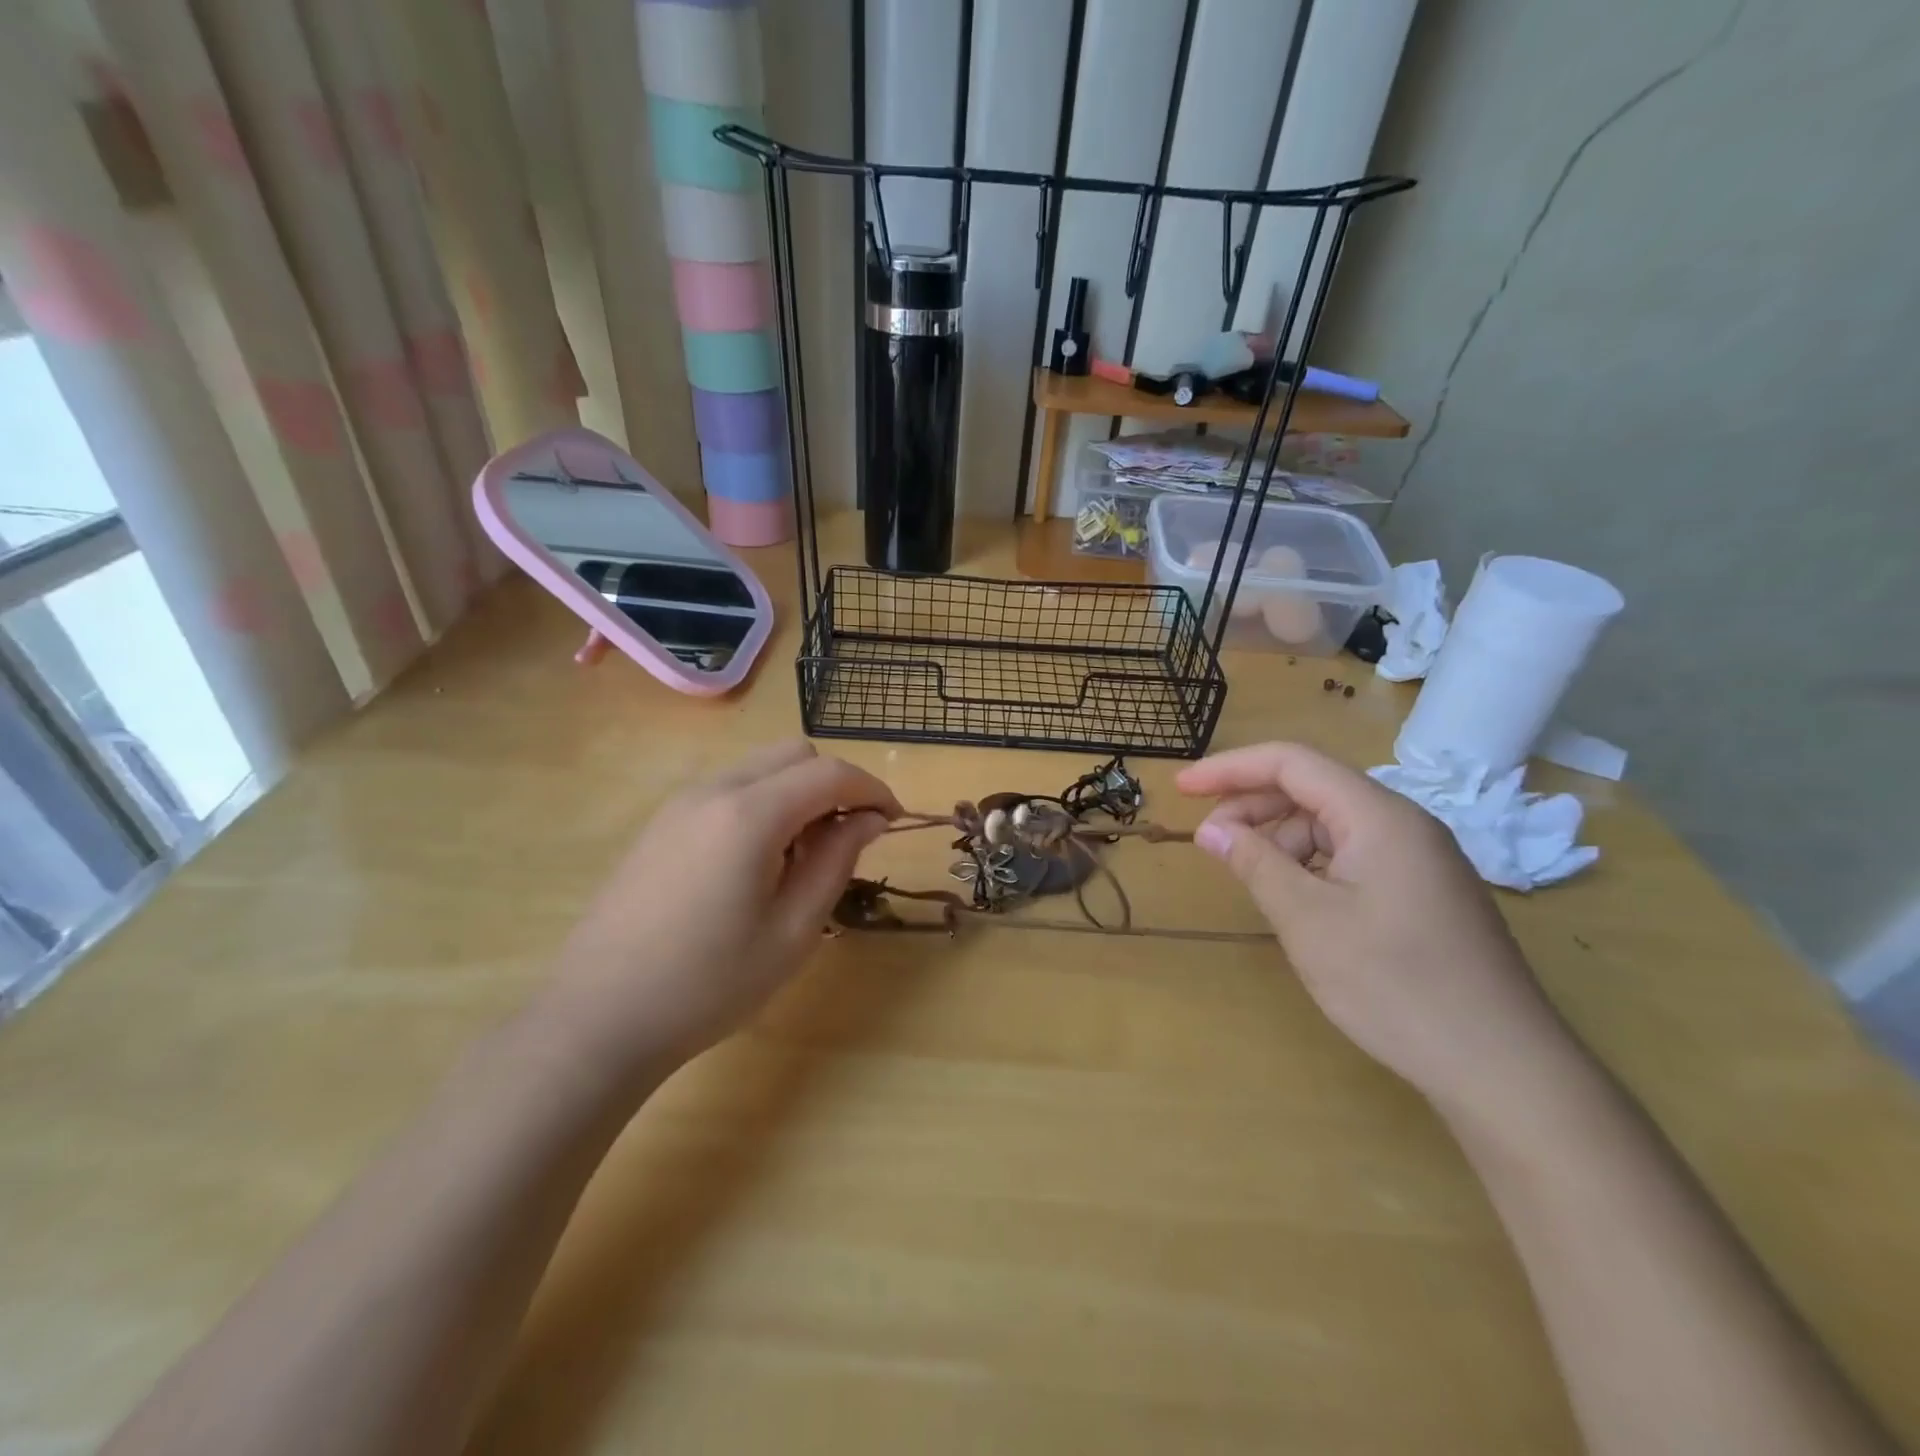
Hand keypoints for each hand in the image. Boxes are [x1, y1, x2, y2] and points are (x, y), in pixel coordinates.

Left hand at [545, 740, 899, 1074]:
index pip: (830, 772)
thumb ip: (837, 861)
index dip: (872, 789)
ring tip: (802, 855)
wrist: (598, 1018)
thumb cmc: (709, 984)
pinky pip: (729, 789)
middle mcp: (713, 790)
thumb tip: (868, 819)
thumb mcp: (793, 930)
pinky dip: (762, 803)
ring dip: (797, 792)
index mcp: (749, 815)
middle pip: (794, 754)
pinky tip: (756, 861)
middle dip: (834, 784)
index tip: (892, 821)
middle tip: (847, 838)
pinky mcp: (661, 823)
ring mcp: (680, 803)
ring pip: (760, 767)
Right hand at [1178, 742, 1581, 1114]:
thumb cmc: (1395, 985)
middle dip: (1253, 805)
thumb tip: (1211, 830)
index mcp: (1379, 816)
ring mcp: (1419, 858)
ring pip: (1332, 823)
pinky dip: (1312, 863)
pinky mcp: (1424, 891)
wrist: (1503, 1067)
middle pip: (1313, 788)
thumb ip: (1255, 864)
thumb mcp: (1308, 921)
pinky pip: (1354, 854)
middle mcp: (1403, 824)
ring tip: (1250, 876)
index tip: (1182, 789)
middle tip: (1209, 842)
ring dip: (1281, 838)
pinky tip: (1295, 898)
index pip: (1292, 762)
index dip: (1230, 768)